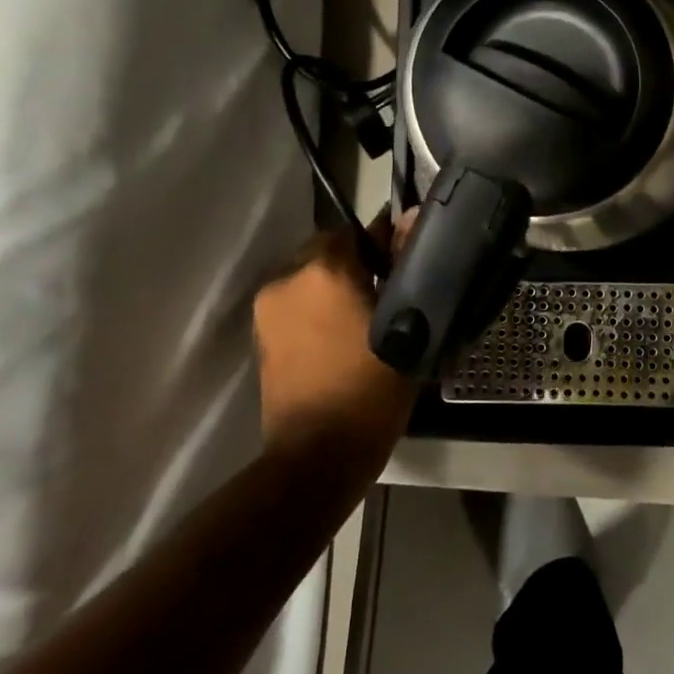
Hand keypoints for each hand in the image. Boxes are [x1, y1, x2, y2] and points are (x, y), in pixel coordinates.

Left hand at [251, 211, 417, 456]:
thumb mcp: (406, 323)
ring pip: (312, 277)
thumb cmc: (371, 387)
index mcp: (323, 270)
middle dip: (358, 262)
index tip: (408, 259)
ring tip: (369, 314)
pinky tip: (344, 333)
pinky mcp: (261, 337)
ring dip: (337, 285)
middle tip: (391, 289)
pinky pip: (298, 303)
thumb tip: (412, 217)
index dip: (386, 240)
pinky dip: (319, 308)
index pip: (358, 229)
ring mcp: (268, 310)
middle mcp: (287, 279)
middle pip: (330, 250)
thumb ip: (407, 264)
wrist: (318, 456)